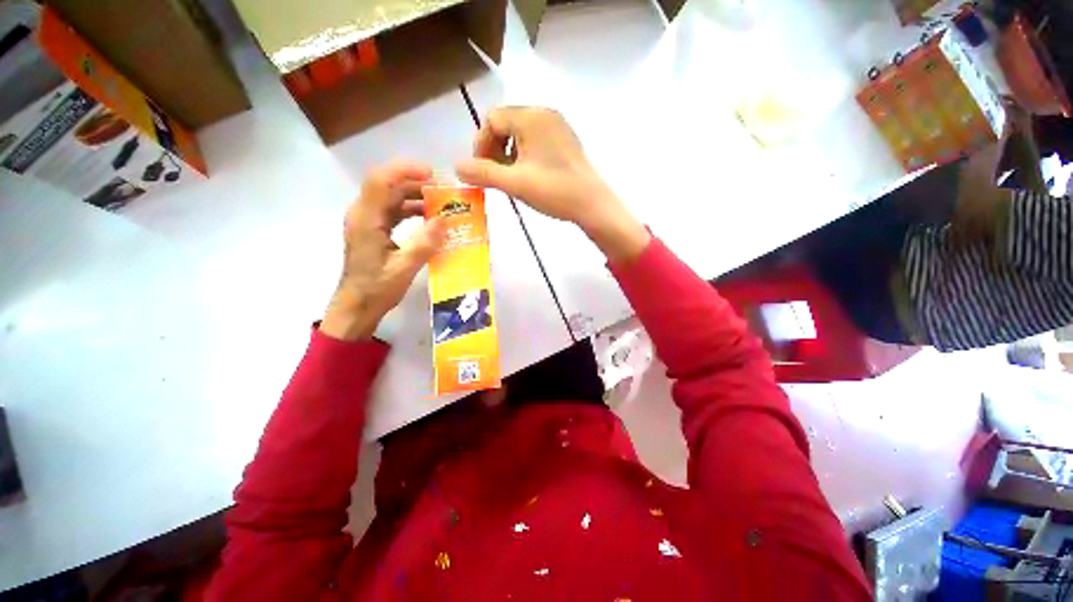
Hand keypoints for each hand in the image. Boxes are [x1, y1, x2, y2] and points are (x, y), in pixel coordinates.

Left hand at [320, 162, 446, 340]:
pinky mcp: (374, 230)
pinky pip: (394, 211)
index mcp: (366, 219)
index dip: (406, 171)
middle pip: (389, 186)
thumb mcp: (403, 269)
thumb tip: (445, 220)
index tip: (433, 175)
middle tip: (446, 193)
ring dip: (417, 197)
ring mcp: (368, 222)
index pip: (381, 180)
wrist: (357, 307)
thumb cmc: (376, 289)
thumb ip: (424, 243)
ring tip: (442, 205)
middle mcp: (364, 214)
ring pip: (393, 198)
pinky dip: (412, 210)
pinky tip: (430, 219)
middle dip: (418, 184)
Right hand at [455, 107, 649, 262]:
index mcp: (531, 117)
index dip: (480, 144)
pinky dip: (525, 154)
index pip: (492, 119)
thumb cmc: (554, 191)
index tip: (480, 170)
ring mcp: (558, 126)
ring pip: (521, 132)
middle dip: (494, 149)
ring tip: (510, 177)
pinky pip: (536, 140)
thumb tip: (456, 167)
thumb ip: (483, 173)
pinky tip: (528, 175)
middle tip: (494, 175)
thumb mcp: (515, 183)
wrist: (592, 204)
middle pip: (506, 123)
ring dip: (508, 153)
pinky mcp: (566, 140)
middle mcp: (545, 114)